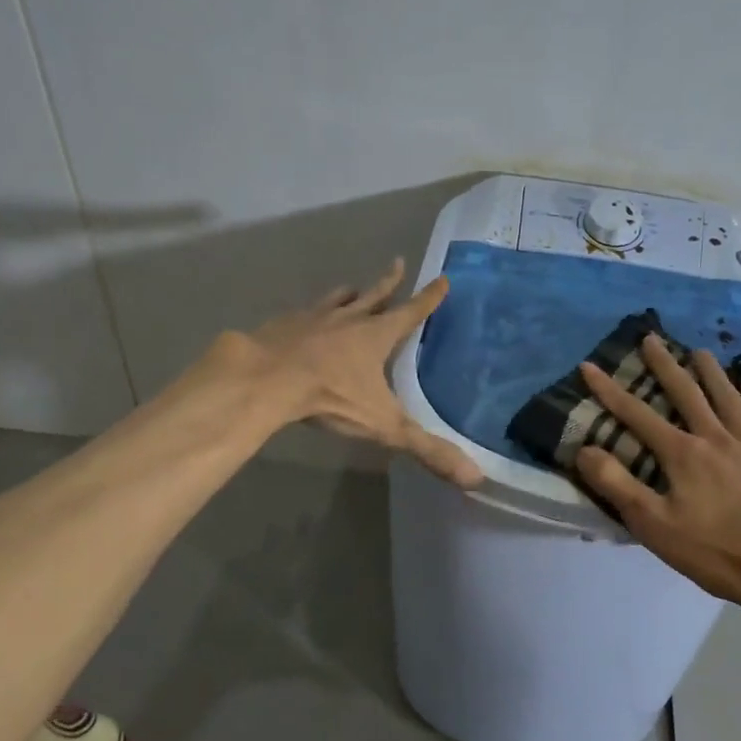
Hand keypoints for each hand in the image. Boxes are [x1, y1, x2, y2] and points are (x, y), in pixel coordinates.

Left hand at [224, 258, 482, 487]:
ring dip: (348, 295)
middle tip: (397, 263)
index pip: (412, 311)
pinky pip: (302, 313)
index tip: (442, 278)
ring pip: (336, 299)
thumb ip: (427, 450)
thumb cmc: (330, 396)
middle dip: (389, 282)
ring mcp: (312, 318)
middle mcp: (347, 319)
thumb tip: (475, 478)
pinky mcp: (282, 325)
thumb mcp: (384, 426)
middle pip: (374, 295)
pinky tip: (302, 320)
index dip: (429, 297)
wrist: (265, 380)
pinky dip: (309, 313)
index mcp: (376, 335)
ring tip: (351, 289)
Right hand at [574, 333, 740, 616]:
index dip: (610, 390)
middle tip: (652, 338)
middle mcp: (717, 439)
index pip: (637, 415)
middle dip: (665, 365)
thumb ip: (618, 485)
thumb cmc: (716, 552)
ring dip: (712, 373)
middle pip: (687, 394)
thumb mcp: (654, 525)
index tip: (589, 365)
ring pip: (729, 399)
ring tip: (700, 351)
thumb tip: (585, 449)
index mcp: (683, 454)